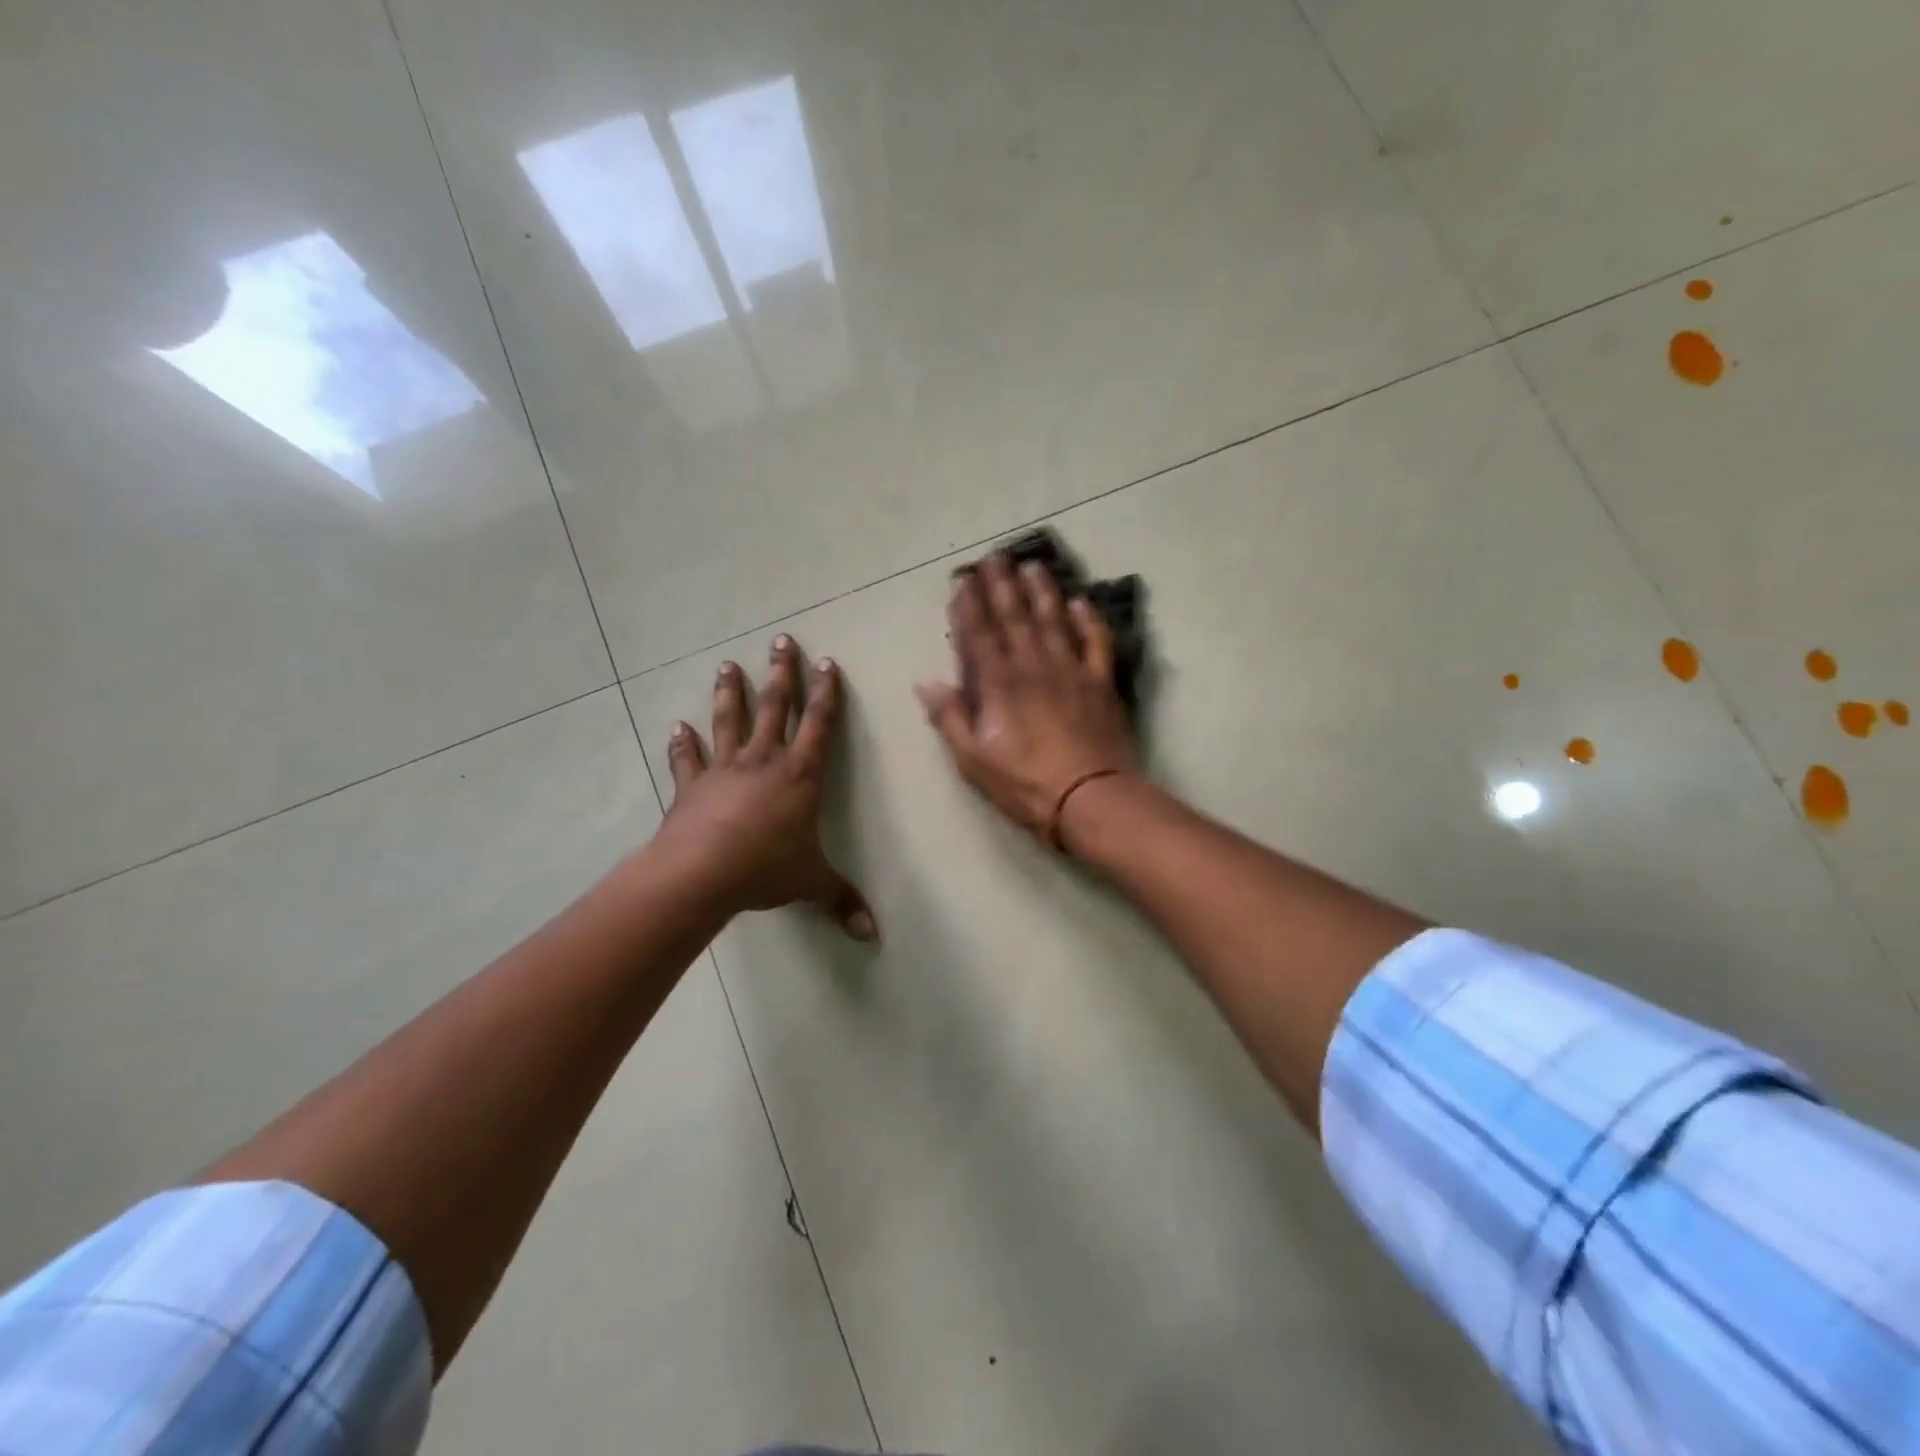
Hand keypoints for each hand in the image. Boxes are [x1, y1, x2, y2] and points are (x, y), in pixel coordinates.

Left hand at [655, 636, 876, 939]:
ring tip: (727, 665)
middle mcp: (765, 761)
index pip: (820, 725)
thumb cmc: (766, 868)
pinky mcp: (692, 786)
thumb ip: (842, 901)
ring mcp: (725, 769)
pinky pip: (687, 760)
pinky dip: (681, 744)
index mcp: (800, 775)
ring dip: (730, 692)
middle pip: (775, 707)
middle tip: (781, 640)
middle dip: (782, 673)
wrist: (703, 872)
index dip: (826, 693)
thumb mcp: (812, 883)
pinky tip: (676, 727)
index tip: (827, 662)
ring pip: (730, 721)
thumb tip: (873, 936)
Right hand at [917, 554, 1137, 843]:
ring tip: (1033, 566)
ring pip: (1054, 621)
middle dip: (1002, 586)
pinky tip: (1082, 602)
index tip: (963, 580)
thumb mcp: (973, 759)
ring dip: (1042, 592)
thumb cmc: (1025, 783)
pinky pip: (1096, 643)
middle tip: (995, 557)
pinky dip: (1089, 620)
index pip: (979, 635)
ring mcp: (1071, 671)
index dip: (969, 606)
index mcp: (999, 684)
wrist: (1090, 798)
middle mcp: (1034, 666)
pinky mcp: (1101, 683)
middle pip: (1015, 618)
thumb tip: (926, 682)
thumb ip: (951, 717)